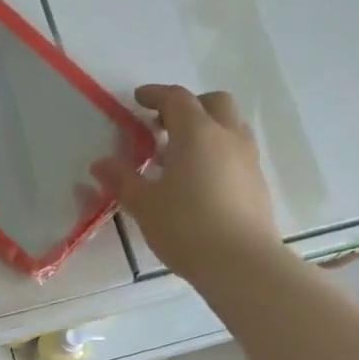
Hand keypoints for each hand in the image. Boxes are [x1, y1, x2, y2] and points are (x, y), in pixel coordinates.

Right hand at [93, 85, 279, 283]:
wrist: (241, 263)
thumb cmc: (186, 227)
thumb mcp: (145, 205)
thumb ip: (122, 180)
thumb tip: (100, 164)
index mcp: (197, 133)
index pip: (177, 99)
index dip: (156, 95)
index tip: (138, 99)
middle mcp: (228, 137)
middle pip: (214, 102)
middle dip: (189, 106)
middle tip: (164, 125)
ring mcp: (248, 160)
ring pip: (230, 126)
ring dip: (207, 128)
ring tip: (181, 155)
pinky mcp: (258, 183)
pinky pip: (237, 152)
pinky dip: (218, 152)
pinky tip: (200, 180)